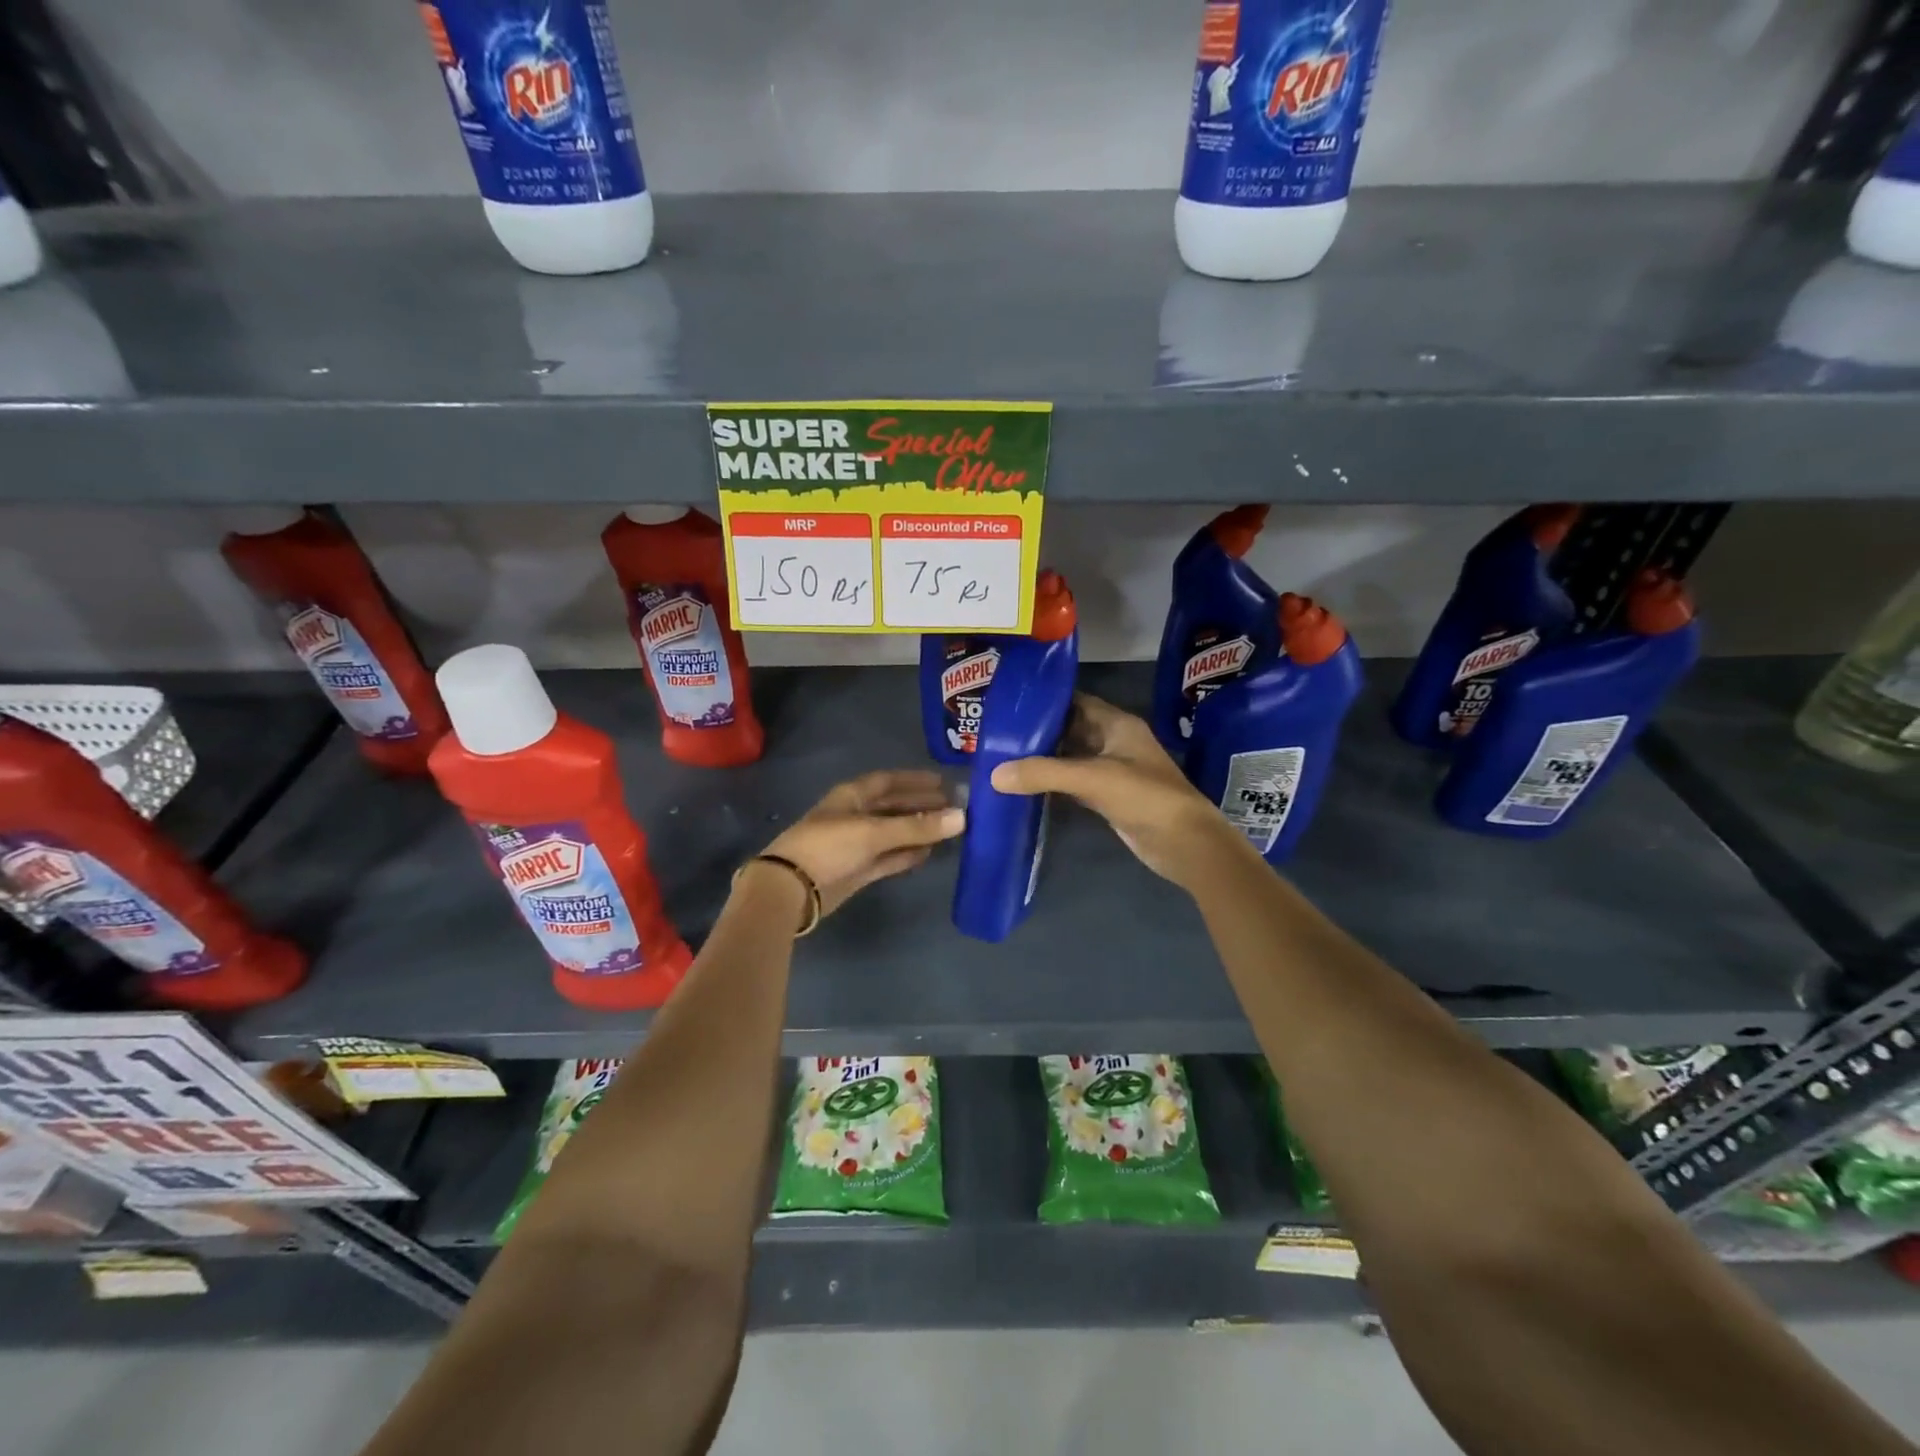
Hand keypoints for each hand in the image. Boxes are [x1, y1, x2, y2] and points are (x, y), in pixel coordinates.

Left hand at [759, 770, 964, 918]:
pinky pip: (889, 857)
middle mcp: (855, 815)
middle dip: (922, 805)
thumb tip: (962, 817)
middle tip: (955, 807)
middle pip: (894, 806)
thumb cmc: (830, 847)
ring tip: (950, 829)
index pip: (889, 781)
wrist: (791, 889)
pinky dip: (907, 853)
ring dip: (918, 830)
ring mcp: (856, 844)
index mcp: (853, 796)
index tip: (944, 782)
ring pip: (894, 832)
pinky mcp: (858, 870)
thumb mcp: (874, 832)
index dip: (915, 780)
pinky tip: (929, 853)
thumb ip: (918, 826)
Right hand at [989, 694, 1243, 890]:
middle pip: (1070, 730)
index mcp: (1116, 724)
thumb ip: (1043, 773)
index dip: (1045, 701)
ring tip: (1002, 758)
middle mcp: (1113, 742)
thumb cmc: (1143, 796)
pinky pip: (1074, 784)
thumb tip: (994, 775)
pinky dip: (1052, 784)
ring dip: (1043, 760)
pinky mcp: (1108, 798)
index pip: (1075, 701)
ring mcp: (1112, 771)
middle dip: (1038, 732)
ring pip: (1070, 758)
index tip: (1010, 705)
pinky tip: (1024, 787)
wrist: (1184, 842)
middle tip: (997, 734)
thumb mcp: (1091, 778)